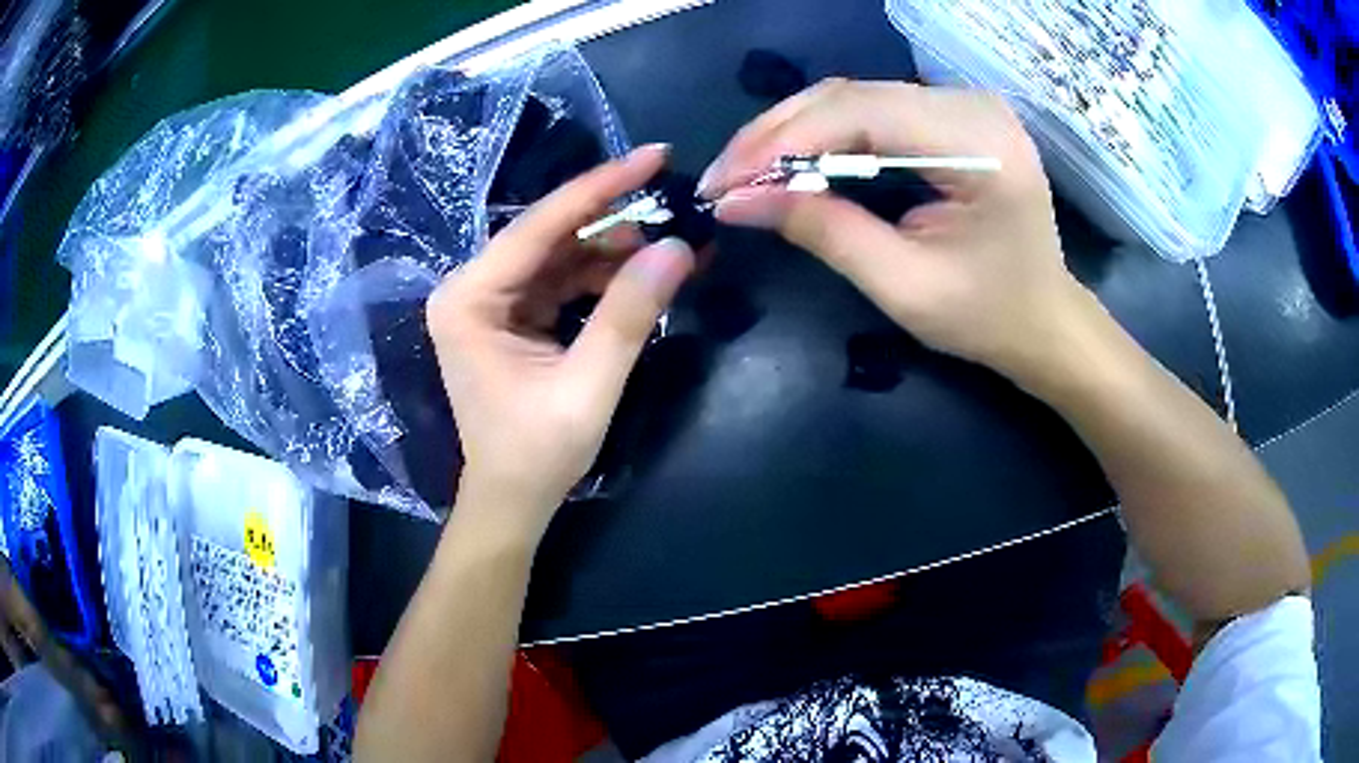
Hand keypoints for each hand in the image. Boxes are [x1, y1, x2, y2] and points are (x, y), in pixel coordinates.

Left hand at [427, 145, 694, 535]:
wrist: (512, 499)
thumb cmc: (537, 453)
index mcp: (469, 299)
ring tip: (672, 242)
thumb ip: (628, 316)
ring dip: (615, 248)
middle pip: (550, 234)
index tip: (653, 155)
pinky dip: (603, 275)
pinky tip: (644, 272)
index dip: (599, 187)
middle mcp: (472, 288)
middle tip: (674, 197)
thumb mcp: (589, 387)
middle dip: (614, 217)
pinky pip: (562, 279)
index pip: (539, 226)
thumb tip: (677, 248)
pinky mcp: (512, 315)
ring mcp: (491, 300)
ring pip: (560, 254)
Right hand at [701, 79, 1090, 380]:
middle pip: (851, 94)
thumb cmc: (988, 318)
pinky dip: (823, 134)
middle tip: (723, 181)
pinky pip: (871, 109)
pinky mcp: (950, 115)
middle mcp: (972, 105)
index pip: (861, 112)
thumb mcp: (903, 286)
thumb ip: (824, 232)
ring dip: (792, 131)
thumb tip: (736, 202)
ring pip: (853, 96)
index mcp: (980, 144)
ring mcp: (963, 103)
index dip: (783, 141)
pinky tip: (790, 161)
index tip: (725, 184)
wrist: (1044, 321)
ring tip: (745, 174)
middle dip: (776, 135)